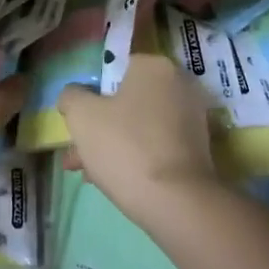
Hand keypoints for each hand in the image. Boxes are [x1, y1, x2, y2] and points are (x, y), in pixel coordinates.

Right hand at [58, 55, 217, 220]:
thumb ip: (71, 97)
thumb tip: (74, 95)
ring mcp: (192, 117)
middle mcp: (179, 84)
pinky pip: (157, 144)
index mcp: (155, 66)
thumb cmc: (125, 147)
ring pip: (139, 125)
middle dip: (98, 127)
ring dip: (112, 144)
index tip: (76, 123)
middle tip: (76, 154)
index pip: (114, 70)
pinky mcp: (198, 148)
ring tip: (87, 174)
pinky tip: (112, 181)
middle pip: (126, 100)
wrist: (177, 201)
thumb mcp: (81, 116)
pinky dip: (136, 156)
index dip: (90, 96)